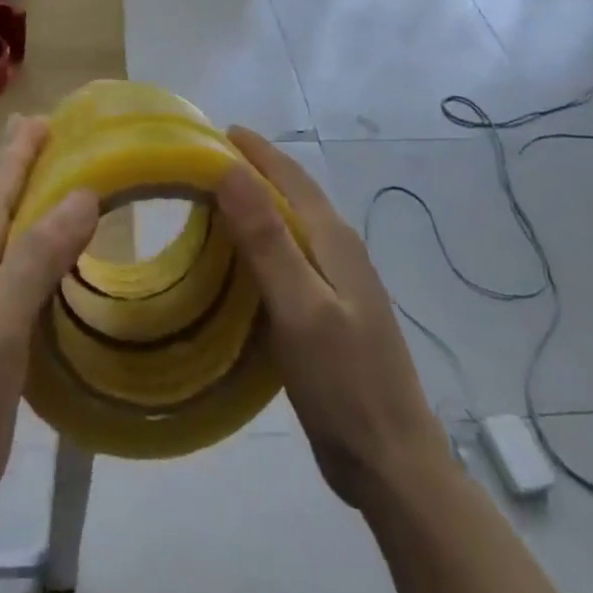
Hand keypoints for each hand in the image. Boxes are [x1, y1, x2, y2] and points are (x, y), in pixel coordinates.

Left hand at [0, 115, 97, 539]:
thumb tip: (85, 194)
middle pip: (8, 200)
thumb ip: (37, 256)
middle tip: (68, 137)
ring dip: (46, 205)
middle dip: (33, 165)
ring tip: (79, 185)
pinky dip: (54, 250)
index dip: (22, 147)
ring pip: (21, 234)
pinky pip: (32, 272)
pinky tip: (74, 256)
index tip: (49, 115)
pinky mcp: (0, 331)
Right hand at [217, 129, 449, 514]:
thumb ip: (267, 238)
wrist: (390, 462)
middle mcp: (338, 252)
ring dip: (254, 209)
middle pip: (291, 197)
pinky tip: (236, 263)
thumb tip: (231, 169)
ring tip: (210, 204)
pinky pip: (288, 262)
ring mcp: (336, 285)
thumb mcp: (299, 306)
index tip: (215, 131)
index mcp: (334, 241)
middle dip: (253, 172)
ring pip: (289, 229)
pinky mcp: (327, 314)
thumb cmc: (343, 382)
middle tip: (201, 164)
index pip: (290, 177)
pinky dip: (259, 247)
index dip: (255, 151)